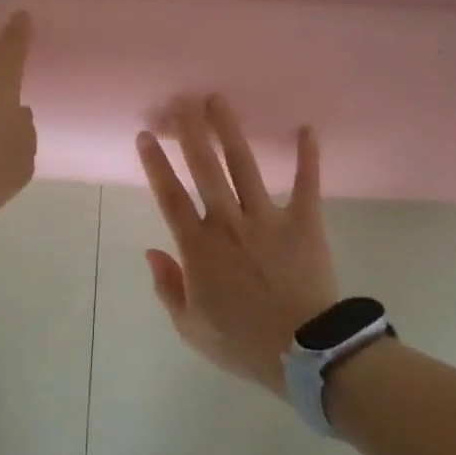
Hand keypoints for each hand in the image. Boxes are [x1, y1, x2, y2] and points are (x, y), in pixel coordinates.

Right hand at [137, 96, 339, 396]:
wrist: (305, 354)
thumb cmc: (242, 342)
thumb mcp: (191, 327)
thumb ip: (168, 286)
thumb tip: (152, 251)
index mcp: (199, 247)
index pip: (170, 196)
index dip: (156, 164)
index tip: (147, 135)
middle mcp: (228, 223)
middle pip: (205, 168)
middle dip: (190, 132)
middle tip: (181, 101)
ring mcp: (267, 219)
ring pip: (244, 166)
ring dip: (229, 131)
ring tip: (217, 100)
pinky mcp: (304, 222)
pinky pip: (307, 184)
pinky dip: (308, 157)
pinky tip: (307, 129)